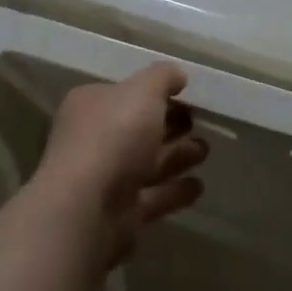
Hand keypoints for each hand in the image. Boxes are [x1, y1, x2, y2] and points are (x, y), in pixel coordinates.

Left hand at [33, 63, 207, 264]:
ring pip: (146, 164)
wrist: (87, 209)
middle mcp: (93, 140)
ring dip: (176, 157)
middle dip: (170, 126)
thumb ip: (163, 78)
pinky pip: (151, 197)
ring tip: (205, 151)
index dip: (155, 93)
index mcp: (91, 106)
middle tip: (199, 123)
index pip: (125, 93)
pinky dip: (174, 191)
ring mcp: (103, 180)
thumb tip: (177, 76)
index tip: (186, 94)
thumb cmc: (114, 136)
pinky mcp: (117, 215)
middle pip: (137, 129)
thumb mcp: (143, 90)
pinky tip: (198, 186)